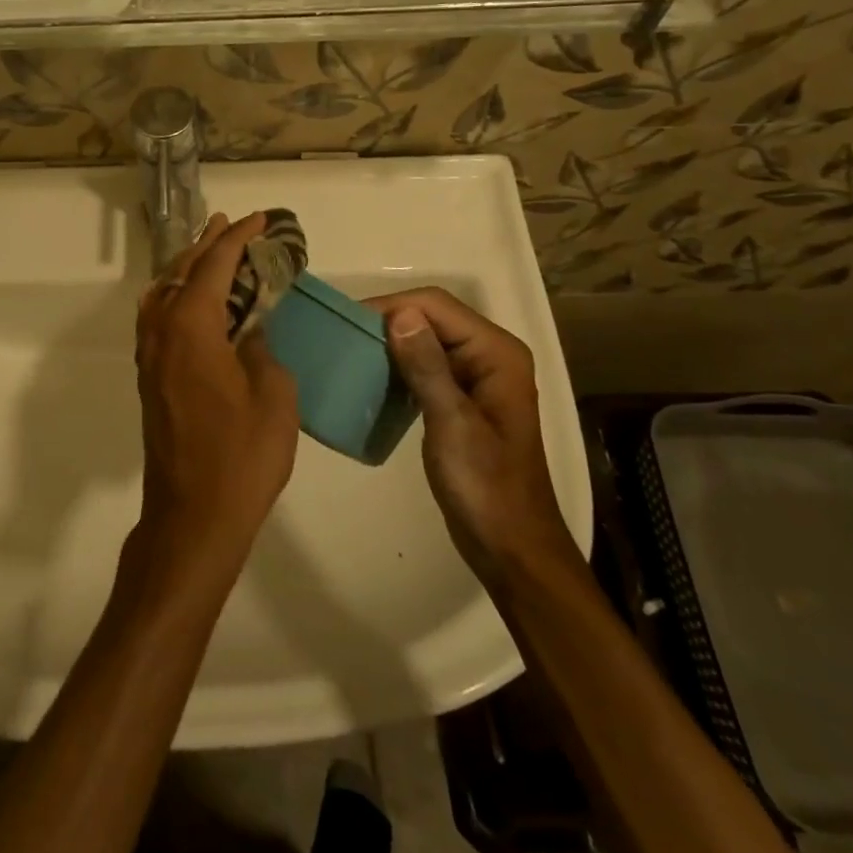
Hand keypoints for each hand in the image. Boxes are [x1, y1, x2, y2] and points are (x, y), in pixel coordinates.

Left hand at [134, 213, 299, 569]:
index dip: (236, 238)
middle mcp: (162, 332)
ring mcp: (151, 356)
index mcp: (191, 328)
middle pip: (181, 272)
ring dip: (188, 268)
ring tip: (214, 252)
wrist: (194, 515)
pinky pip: (160, 318)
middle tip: (232, 224)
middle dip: (208, 244)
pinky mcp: (151, 378)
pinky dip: (177, 296)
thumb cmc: (242, 456)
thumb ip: (260, 349)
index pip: (213, 266)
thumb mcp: (273, 395)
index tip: (258, 219)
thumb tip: (246, 331)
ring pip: (164, 293)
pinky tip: (197, 303)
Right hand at [367, 288, 574, 582]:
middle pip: (431, 318)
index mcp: (496, 353)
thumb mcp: (452, 423)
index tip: (347, 322)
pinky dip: (399, 367)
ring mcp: (476, 377)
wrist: (510, 547)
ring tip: (350, 354)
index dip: (391, 307)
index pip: (437, 306)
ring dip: (390, 344)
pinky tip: (372, 379)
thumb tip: (398, 314)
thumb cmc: (485, 486)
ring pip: (425, 341)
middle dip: (387, 322)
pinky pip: (425, 367)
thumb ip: (426, 366)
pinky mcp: (462, 399)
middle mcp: (489, 355)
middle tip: (342, 337)